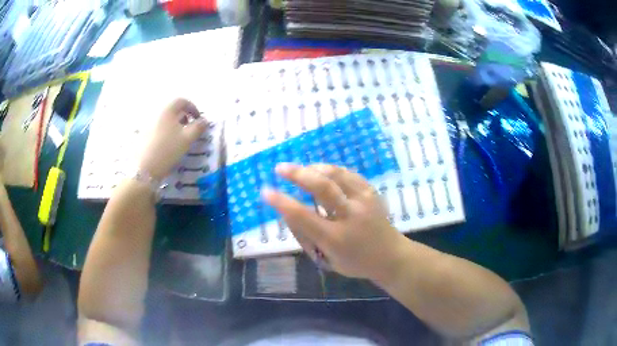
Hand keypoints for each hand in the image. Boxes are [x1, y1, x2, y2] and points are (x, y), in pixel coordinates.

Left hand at [138, 98, 206, 180]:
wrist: (144, 168)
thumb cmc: (168, 150)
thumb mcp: (187, 139)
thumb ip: (198, 127)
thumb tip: (205, 120)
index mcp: (167, 109)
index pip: (182, 101)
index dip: (193, 108)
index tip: (198, 119)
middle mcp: (156, 112)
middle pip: (172, 109)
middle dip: (183, 116)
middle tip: (189, 128)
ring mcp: (147, 123)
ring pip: (164, 119)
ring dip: (173, 124)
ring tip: (178, 138)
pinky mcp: (142, 134)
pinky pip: (156, 127)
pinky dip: (164, 131)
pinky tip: (166, 144)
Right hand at [262, 163, 406, 280]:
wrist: (391, 256)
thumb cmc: (355, 262)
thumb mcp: (326, 258)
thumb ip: (306, 236)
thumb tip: (288, 210)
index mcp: (337, 238)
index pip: (303, 217)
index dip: (282, 202)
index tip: (266, 191)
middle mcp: (351, 216)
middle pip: (322, 187)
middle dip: (297, 174)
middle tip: (280, 168)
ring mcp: (364, 201)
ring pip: (337, 175)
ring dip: (314, 168)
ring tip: (300, 169)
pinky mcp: (372, 193)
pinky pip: (349, 174)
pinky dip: (332, 170)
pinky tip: (321, 171)